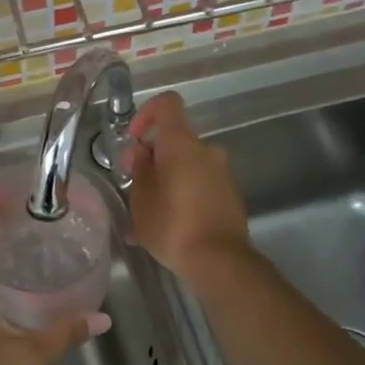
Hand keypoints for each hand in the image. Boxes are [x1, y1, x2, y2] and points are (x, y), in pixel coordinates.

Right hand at [123, 92, 250, 281]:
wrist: (220, 261)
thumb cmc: (173, 224)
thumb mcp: (141, 199)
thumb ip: (140, 169)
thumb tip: (143, 153)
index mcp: (182, 143)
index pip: (168, 104)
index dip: (147, 113)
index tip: (134, 139)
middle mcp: (206, 150)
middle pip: (175, 140)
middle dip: (153, 158)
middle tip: (135, 188)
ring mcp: (222, 173)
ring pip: (186, 166)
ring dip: (166, 181)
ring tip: (146, 217)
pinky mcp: (230, 195)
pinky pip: (199, 185)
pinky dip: (182, 196)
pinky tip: (166, 228)